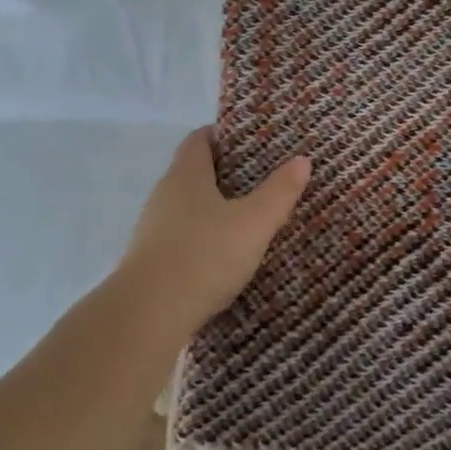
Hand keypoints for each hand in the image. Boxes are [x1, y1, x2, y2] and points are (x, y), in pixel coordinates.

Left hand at [115, 128, 310, 328]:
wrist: (149, 314)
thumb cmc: (204, 255)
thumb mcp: (254, 223)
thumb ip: (279, 192)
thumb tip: (301, 160)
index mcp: (186, 175)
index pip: (199, 139)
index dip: (223, 135)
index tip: (251, 141)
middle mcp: (164, 195)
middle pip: (194, 173)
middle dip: (225, 174)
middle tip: (262, 180)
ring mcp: (153, 229)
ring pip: (188, 208)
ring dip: (214, 210)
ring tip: (248, 219)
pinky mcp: (151, 261)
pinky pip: (182, 238)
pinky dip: (203, 240)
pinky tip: (224, 257)